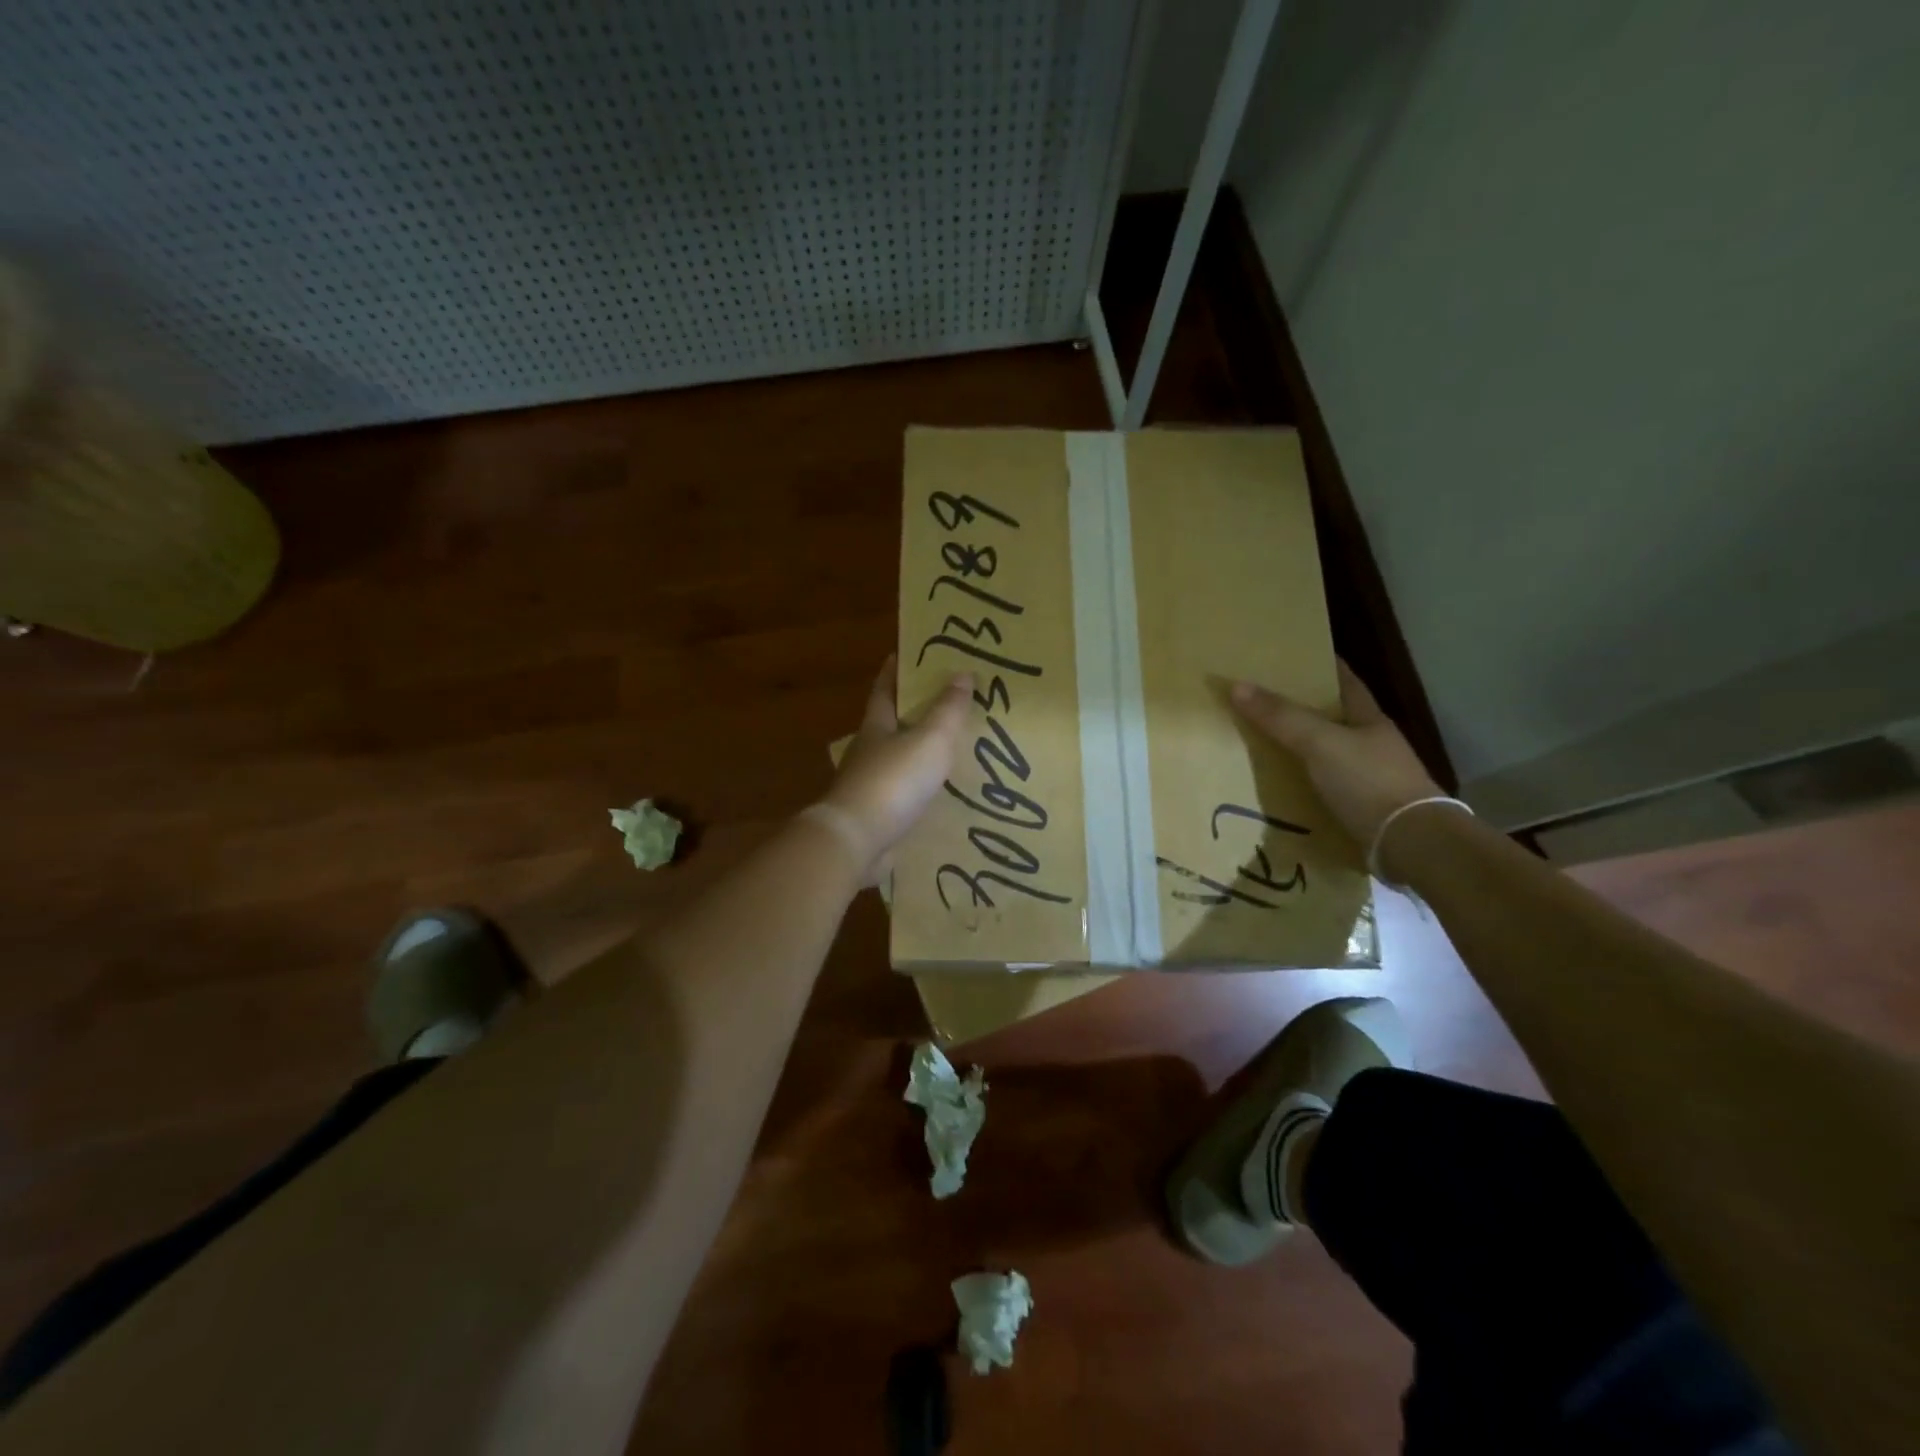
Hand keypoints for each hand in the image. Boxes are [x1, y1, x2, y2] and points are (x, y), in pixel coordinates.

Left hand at [822, 656, 973, 881]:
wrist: (857, 841)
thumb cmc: (893, 781)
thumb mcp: (929, 740)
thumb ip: (947, 710)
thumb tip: (961, 673)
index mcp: (876, 728)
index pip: (884, 690)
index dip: (894, 671)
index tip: (904, 654)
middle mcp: (868, 753)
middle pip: (890, 726)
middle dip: (912, 713)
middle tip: (945, 704)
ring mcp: (869, 787)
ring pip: (897, 762)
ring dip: (919, 755)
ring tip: (951, 752)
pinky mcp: (876, 818)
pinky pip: (903, 797)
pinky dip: (920, 792)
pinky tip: (940, 797)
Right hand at [1230, 661, 1440, 848]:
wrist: (1411, 844)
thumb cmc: (1368, 781)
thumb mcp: (1319, 743)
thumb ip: (1281, 717)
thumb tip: (1237, 684)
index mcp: (1369, 719)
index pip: (1345, 681)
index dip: (1322, 665)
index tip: (1294, 655)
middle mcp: (1372, 743)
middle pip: (1334, 717)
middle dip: (1303, 707)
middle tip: (1263, 698)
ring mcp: (1370, 777)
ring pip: (1328, 752)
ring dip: (1301, 746)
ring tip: (1263, 740)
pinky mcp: (1362, 807)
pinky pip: (1325, 785)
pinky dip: (1304, 780)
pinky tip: (1281, 783)